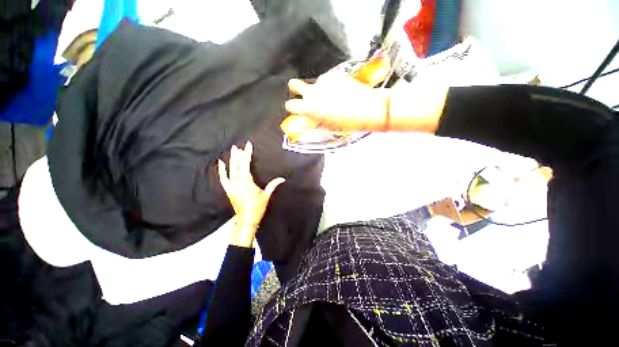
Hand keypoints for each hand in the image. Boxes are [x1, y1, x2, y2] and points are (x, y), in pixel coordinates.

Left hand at [218, 142, 284, 247]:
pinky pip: (223, 179)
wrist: (247, 219)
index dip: (247, 154)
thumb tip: (282, 179)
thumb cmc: (257, 208)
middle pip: (238, 166)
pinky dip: (222, 170)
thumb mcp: (266, 195)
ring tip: (233, 150)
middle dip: (239, 155)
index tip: (248, 146)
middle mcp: (238, 183)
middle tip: (240, 146)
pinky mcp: (228, 190)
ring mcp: (231, 187)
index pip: (246, 165)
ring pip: (230, 170)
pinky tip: (221, 163)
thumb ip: (273, 185)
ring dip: (232, 160)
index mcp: (247, 183)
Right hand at [284, 70, 390, 131]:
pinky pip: (327, 80)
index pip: (290, 105)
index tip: (295, 109)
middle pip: (293, 84)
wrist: (364, 109)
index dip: (291, 107)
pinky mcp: (334, 76)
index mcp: (308, 108)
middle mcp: (312, 92)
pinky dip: (330, 85)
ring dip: (319, 89)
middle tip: (303, 94)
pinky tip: (340, 92)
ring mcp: (322, 82)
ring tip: (332, 97)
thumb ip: (314, 118)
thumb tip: (310, 115)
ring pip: (315, 84)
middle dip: (295, 88)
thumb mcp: (326, 125)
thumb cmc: (345, 123)